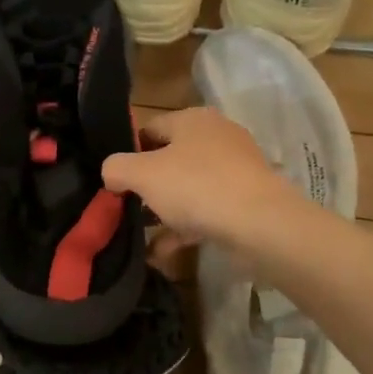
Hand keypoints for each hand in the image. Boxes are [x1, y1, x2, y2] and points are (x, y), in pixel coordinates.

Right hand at [102, 107, 289, 250]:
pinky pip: (206, 212)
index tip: (114, 181)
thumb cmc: (196, 187)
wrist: (261, 224)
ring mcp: (235, 170)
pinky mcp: (246, 201)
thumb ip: (116, 168)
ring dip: (163, 212)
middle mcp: (216, 138)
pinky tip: (161, 253)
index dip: (127, 153)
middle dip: (146, 186)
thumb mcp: (142, 174)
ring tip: (140, 235)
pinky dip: (184, 230)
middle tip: (125, 208)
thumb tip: (111, 173)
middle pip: (169, 160)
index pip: (149, 129)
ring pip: (188, 189)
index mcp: (192, 120)